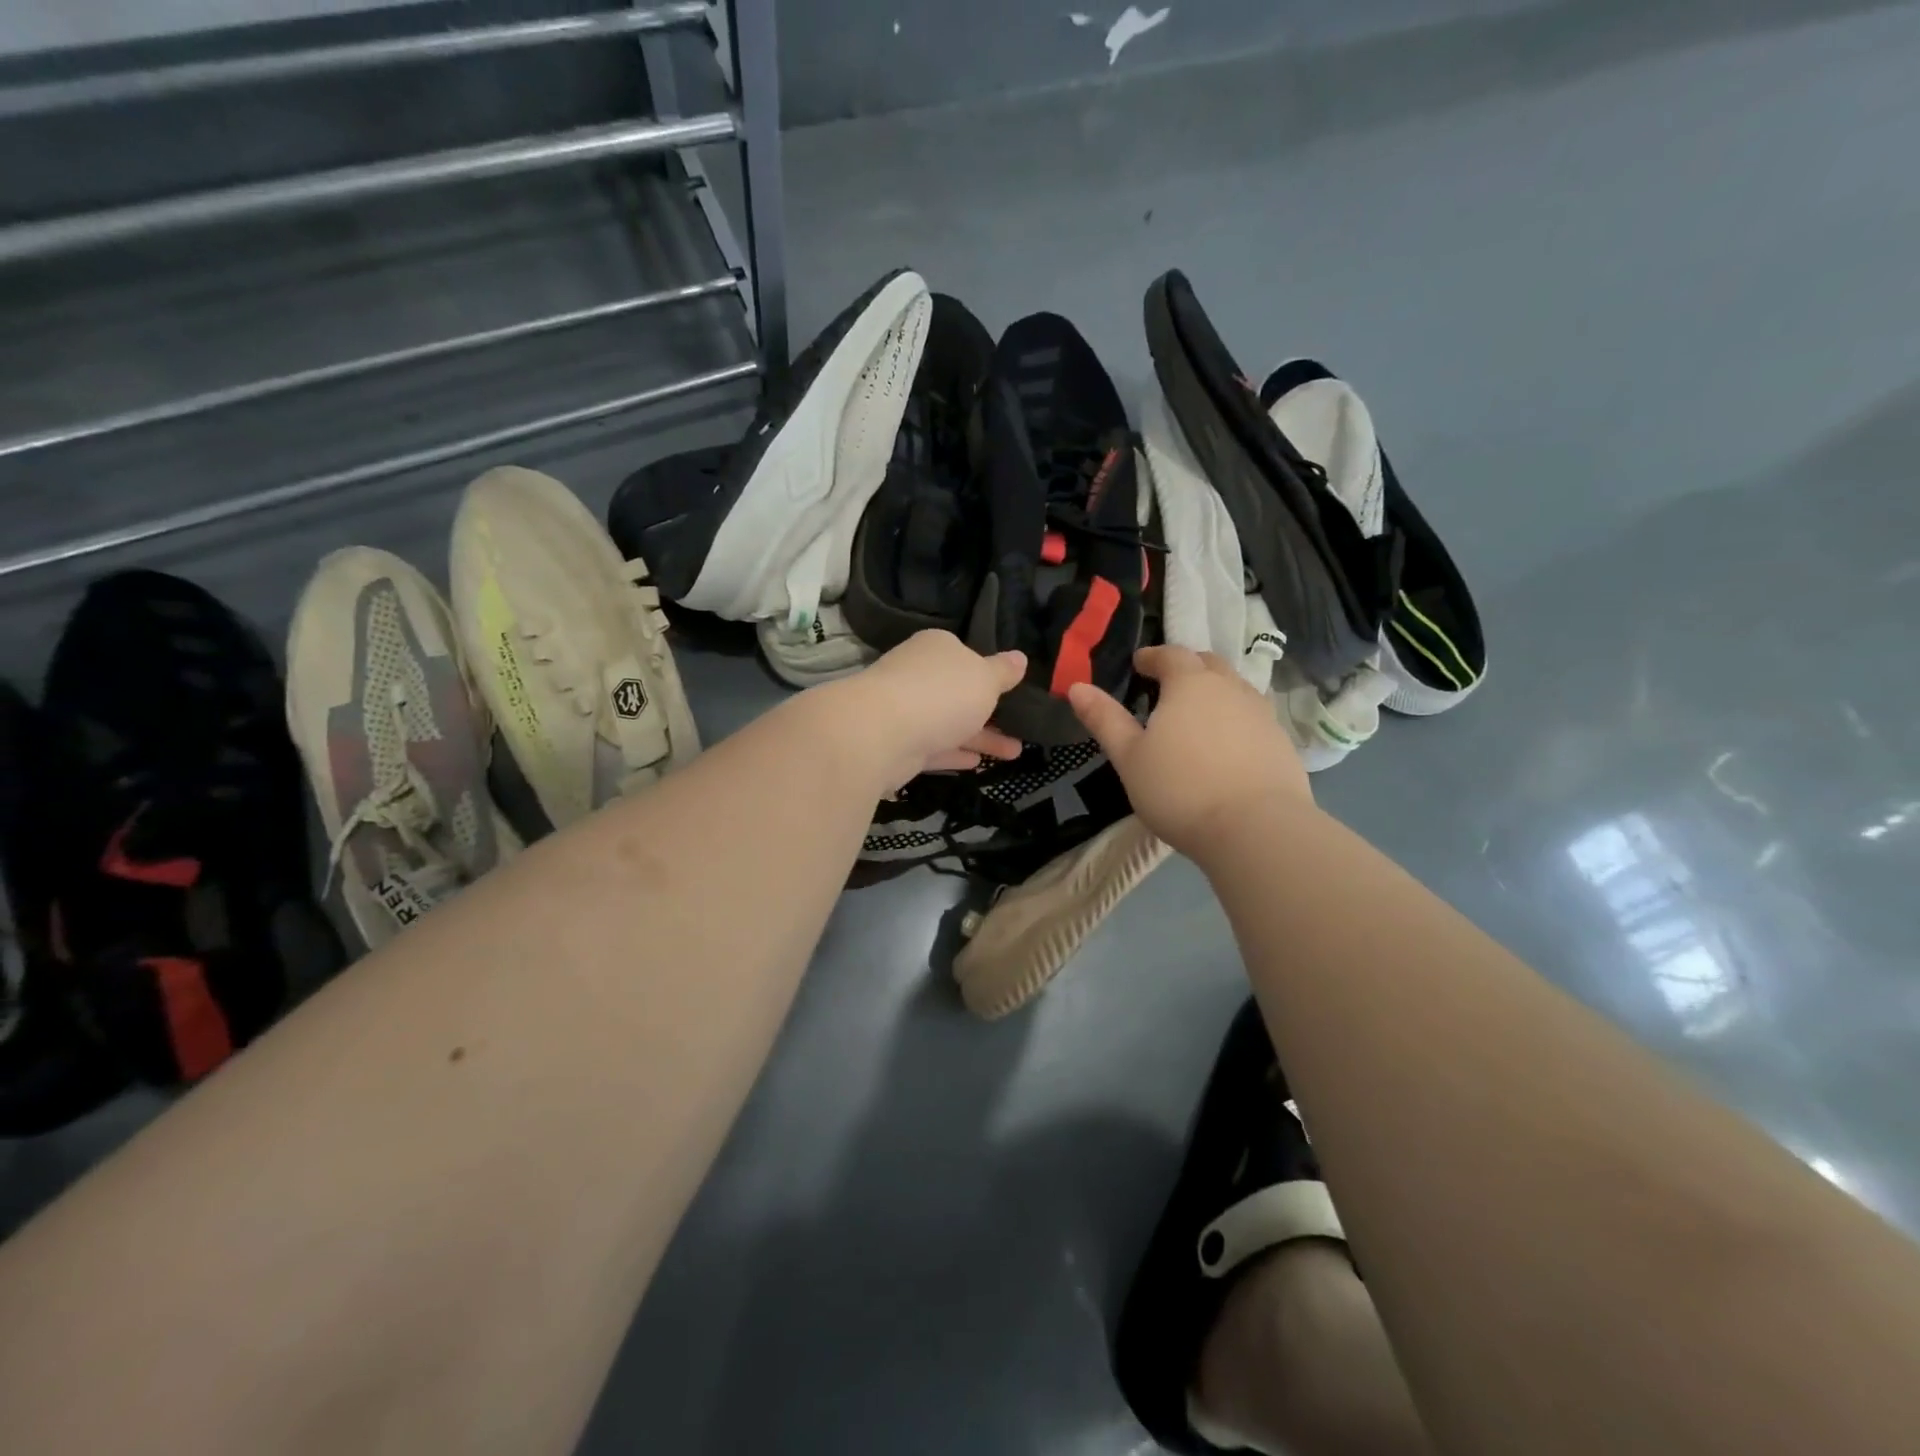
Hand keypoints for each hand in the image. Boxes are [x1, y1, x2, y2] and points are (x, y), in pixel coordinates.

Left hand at [825, 631, 1026, 794]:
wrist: (881, 732)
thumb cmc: (942, 693)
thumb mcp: (985, 679)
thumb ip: (1003, 672)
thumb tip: (1020, 658)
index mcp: (936, 648)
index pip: (964, 655)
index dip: (987, 671)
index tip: (1009, 689)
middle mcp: (917, 674)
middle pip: (957, 692)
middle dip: (989, 711)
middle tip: (1021, 728)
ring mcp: (904, 710)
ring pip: (948, 723)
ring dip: (980, 737)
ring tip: (1015, 753)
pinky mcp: (897, 745)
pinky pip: (932, 748)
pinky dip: (954, 754)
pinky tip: (977, 764)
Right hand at [1068, 646, 1310, 856]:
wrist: (1256, 829)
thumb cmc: (1180, 789)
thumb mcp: (1129, 757)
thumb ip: (1104, 719)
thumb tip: (1077, 687)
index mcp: (1190, 684)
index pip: (1170, 655)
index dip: (1152, 656)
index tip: (1138, 664)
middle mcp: (1230, 688)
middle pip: (1208, 663)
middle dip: (1186, 666)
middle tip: (1167, 683)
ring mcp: (1262, 714)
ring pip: (1235, 688)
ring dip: (1214, 691)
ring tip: (1197, 714)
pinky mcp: (1281, 742)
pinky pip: (1252, 717)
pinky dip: (1235, 719)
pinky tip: (1225, 745)